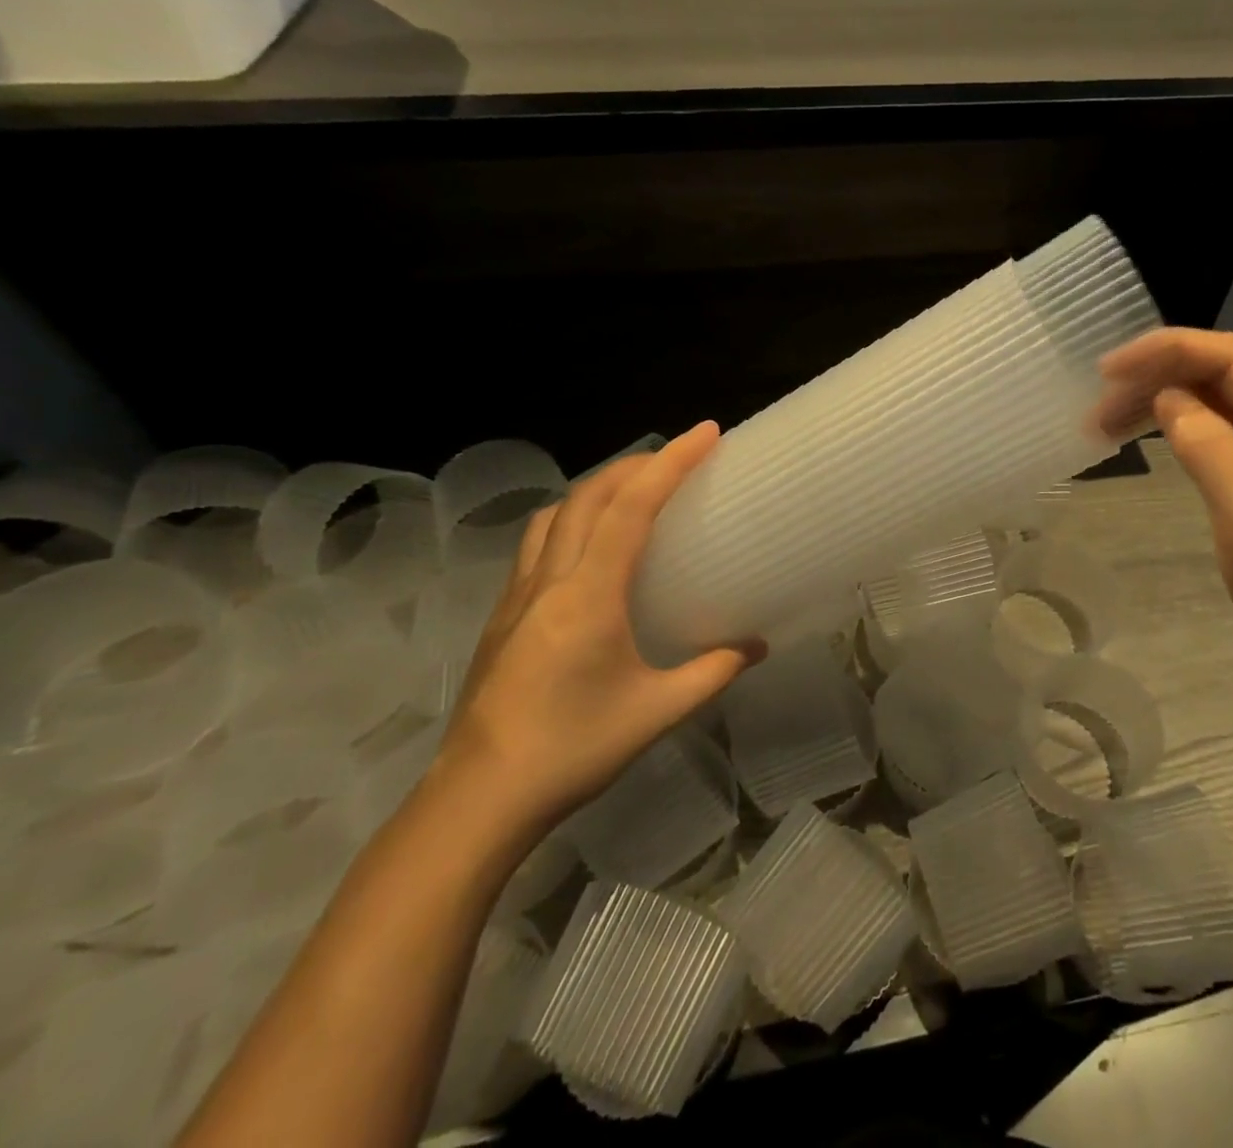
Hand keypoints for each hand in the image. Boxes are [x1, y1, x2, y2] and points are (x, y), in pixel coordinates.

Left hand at [438, 423, 761, 833]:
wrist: (477, 799)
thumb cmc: (572, 750)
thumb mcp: (657, 712)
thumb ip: (712, 672)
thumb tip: (755, 647)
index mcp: (588, 594)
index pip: (631, 507)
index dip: (671, 462)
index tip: (705, 433)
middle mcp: (549, 579)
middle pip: (589, 495)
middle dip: (636, 464)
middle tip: (679, 458)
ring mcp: (518, 595)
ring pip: (555, 512)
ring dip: (598, 487)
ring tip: (634, 492)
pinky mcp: (503, 614)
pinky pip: (538, 541)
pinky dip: (571, 518)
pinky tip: (590, 546)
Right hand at [1094, 329, 1232, 736]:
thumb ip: (1211, 453)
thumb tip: (1170, 397)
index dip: (1169, 351)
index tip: (1109, 371)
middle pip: (1229, 376)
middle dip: (1161, 378)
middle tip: (1097, 409)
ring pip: (1227, 404)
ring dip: (1169, 404)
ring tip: (1108, 426)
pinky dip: (1189, 430)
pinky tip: (1155, 440)